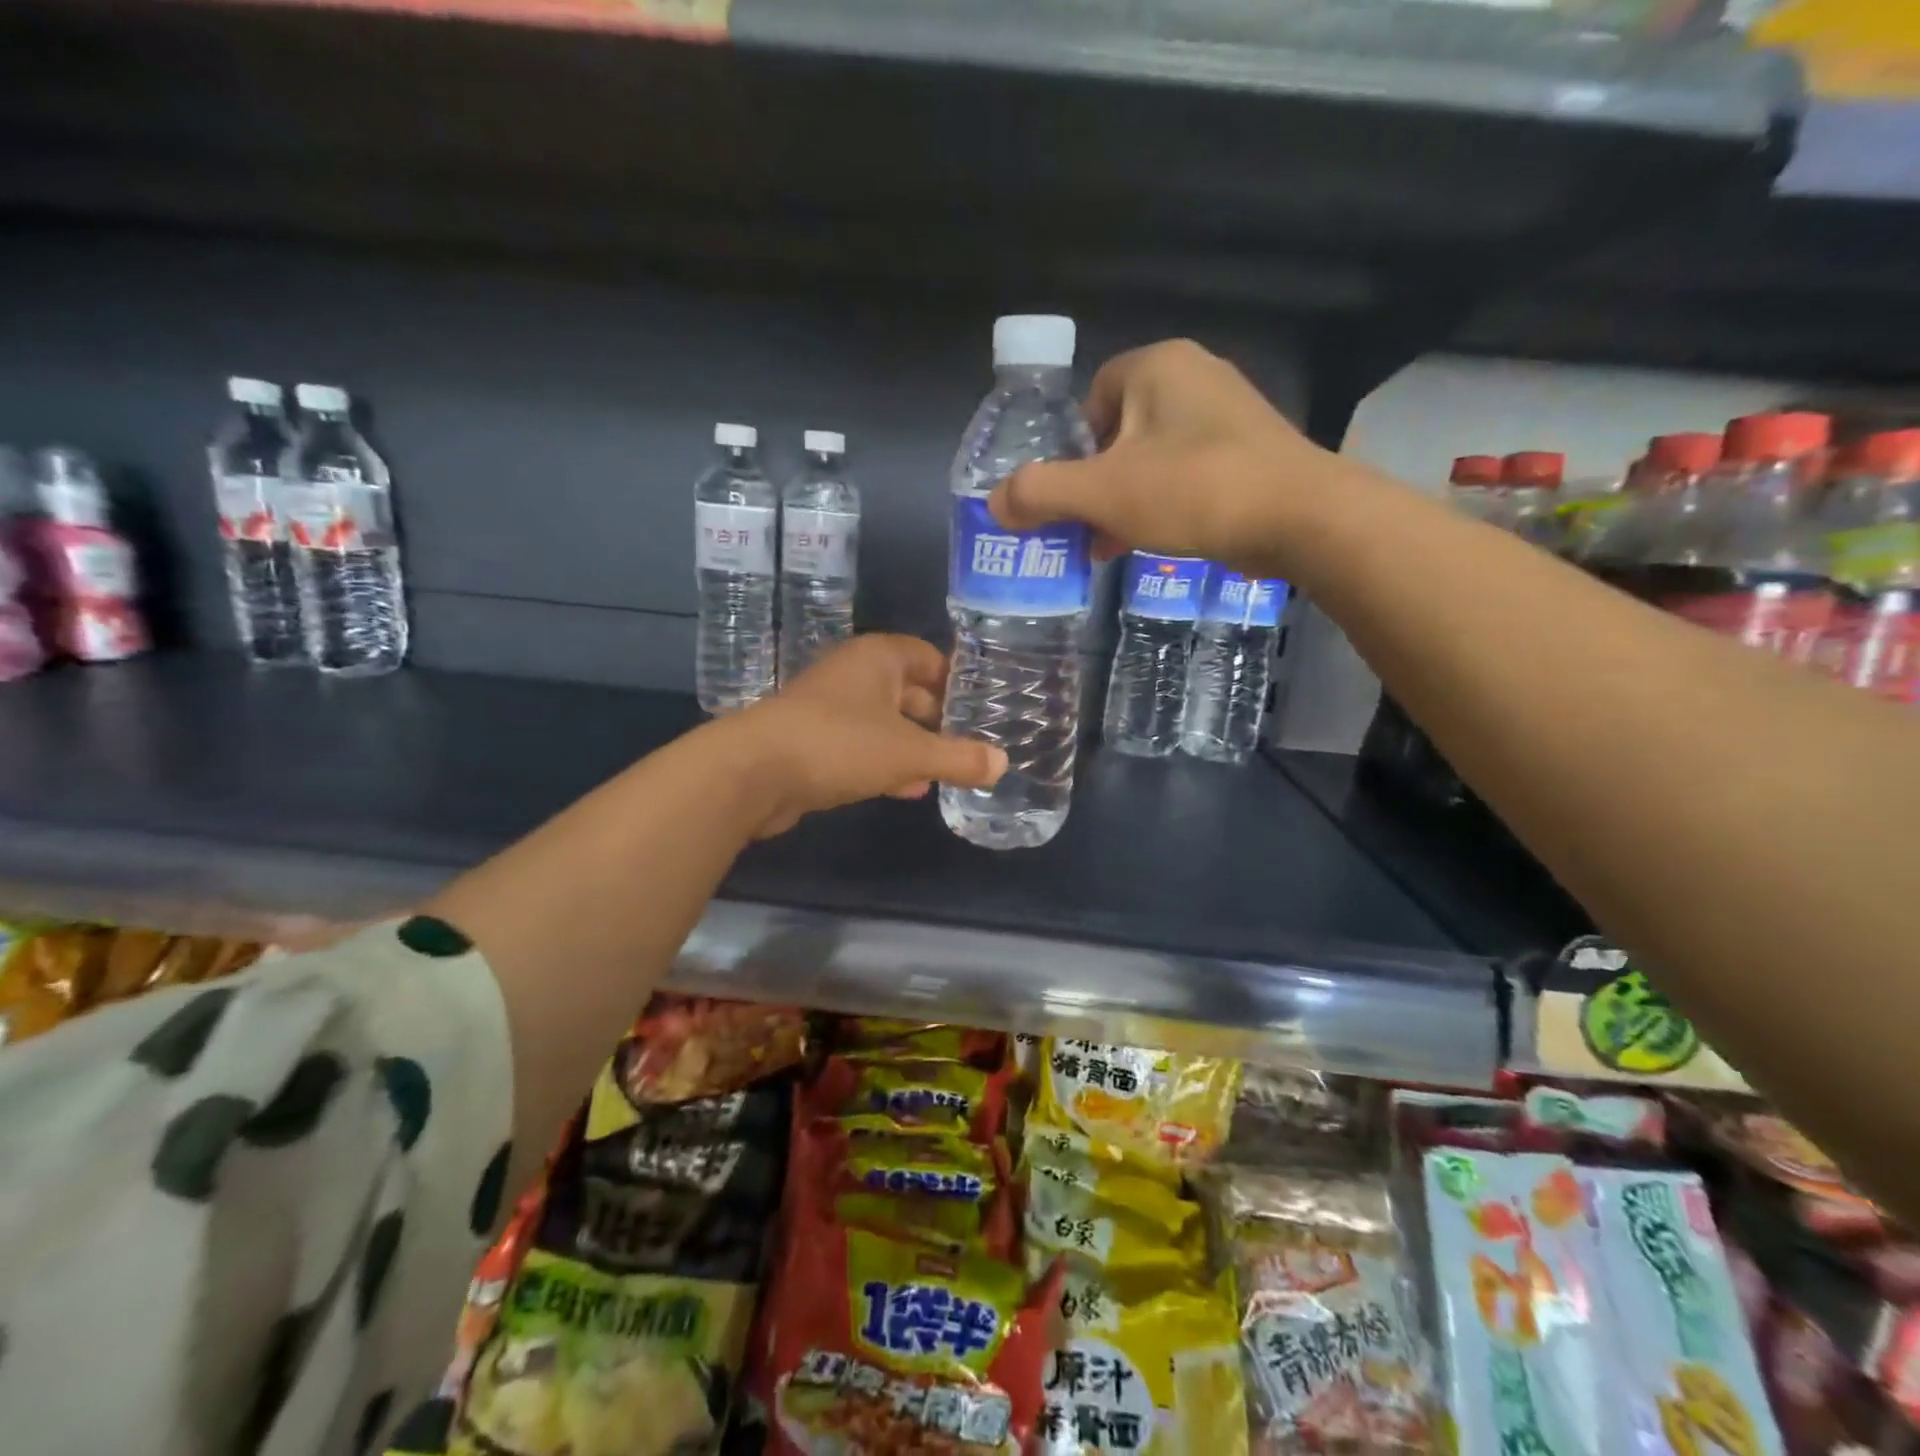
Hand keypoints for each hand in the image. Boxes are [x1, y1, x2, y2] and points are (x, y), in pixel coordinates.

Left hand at [727, 635, 1007, 836]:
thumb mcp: (909, 753)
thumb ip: (958, 758)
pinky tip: (908, 788)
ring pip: (884, 722)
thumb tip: (1003, 764)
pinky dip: (886, 763)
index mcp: (877, 658)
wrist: (753, 772)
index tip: (983, 704)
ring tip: (947, 770)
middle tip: (972, 742)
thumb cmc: (839, 744)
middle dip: (938, 718)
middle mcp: (853, 675)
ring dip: (913, 745)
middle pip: (908, 690)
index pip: (928, 657)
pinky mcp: (813, 741)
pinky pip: (862, 746)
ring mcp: (829, 708)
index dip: (956, 679)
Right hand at [987, 339, 1337, 579]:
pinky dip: (1164, 504)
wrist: (1301, 517)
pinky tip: (1157, 541)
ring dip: (1127, 500)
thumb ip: (1040, 494)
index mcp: (1157, 367)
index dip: (1073, 447)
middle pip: (1120, 430)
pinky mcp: (1251, 451)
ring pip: (1153, 457)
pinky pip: (1187, 473)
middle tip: (1087, 526)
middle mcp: (1195, 376)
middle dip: (1097, 482)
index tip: (1073, 493)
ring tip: (1113, 544)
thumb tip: (994, 504)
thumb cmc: (1193, 490)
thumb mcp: (1102, 494)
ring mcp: (1229, 414)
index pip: (1092, 396)